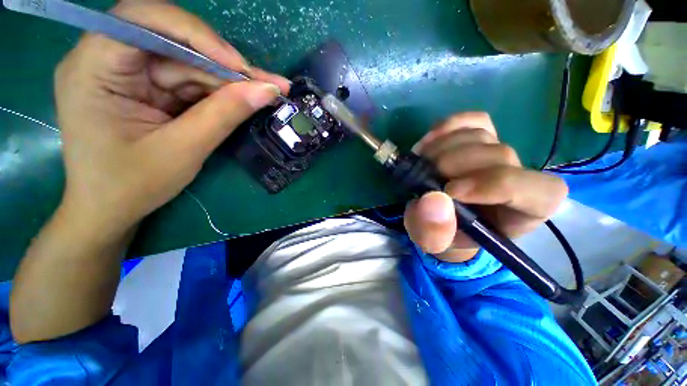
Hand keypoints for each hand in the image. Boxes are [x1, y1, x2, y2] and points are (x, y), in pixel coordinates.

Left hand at [54, 2, 289, 235]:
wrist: (111, 210)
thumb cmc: (133, 185)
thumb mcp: (183, 150)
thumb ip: (224, 114)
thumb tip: (267, 90)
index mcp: (92, 68)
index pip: (142, 20)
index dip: (195, 35)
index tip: (239, 66)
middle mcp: (107, 59)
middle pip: (173, 41)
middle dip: (224, 64)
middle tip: (267, 83)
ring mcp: (130, 73)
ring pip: (189, 63)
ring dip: (230, 81)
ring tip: (267, 93)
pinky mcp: (148, 87)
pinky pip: (190, 81)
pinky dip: (220, 92)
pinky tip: (246, 100)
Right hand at [403, 113, 567, 262]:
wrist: (441, 217)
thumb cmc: (445, 234)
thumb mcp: (434, 243)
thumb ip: (433, 232)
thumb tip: (433, 200)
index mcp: (523, 211)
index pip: (536, 190)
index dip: (493, 185)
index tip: (450, 192)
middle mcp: (520, 176)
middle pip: (500, 154)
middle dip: (454, 163)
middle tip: (422, 175)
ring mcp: (499, 151)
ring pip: (481, 134)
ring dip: (441, 148)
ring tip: (419, 164)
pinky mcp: (481, 136)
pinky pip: (472, 120)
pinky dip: (446, 127)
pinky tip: (427, 143)